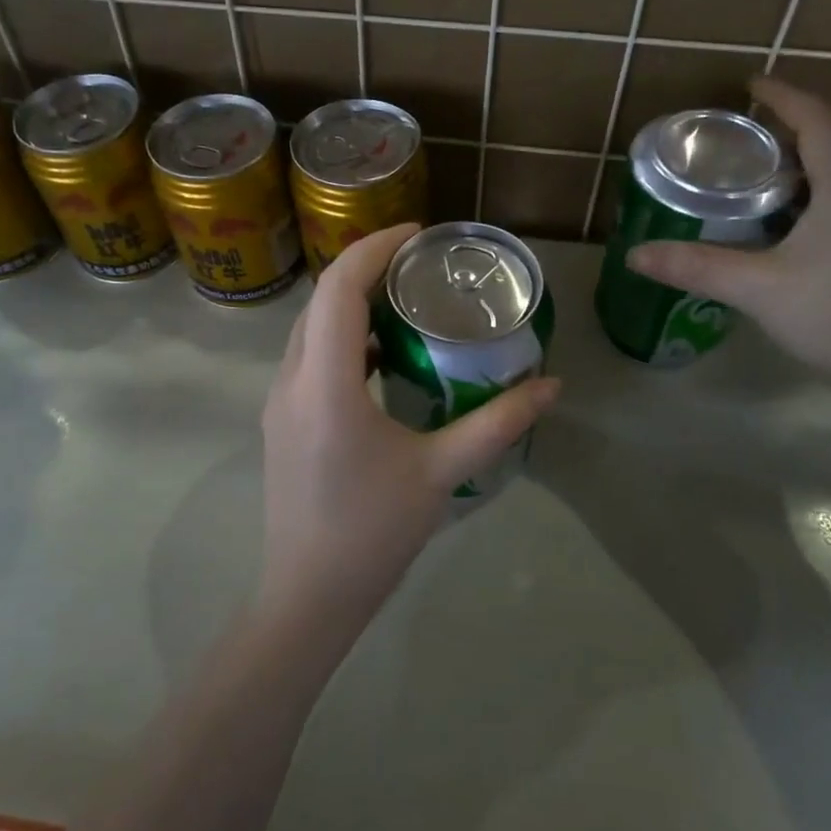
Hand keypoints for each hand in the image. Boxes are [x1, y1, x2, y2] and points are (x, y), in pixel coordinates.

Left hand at [258, 223, 559, 638]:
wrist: (308, 595)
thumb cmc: (373, 533)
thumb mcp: (442, 473)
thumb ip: (497, 423)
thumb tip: (550, 385)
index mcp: (325, 384)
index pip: (340, 288)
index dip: (376, 248)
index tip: (419, 235)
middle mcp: (291, 380)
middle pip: (322, 300)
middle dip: (368, 269)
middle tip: (421, 266)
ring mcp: (279, 401)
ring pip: (311, 328)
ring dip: (352, 304)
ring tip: (405, 301)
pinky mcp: (281, 421)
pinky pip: (308, 358)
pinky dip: (341, 339)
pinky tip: (380, 357)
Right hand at [626, 78, 830, 399]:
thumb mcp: (758, 288)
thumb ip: (696, 267)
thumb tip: (636, 254)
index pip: (817, 122)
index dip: (784, 97)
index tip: (749, 84)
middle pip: (828, 146)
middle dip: (783, 132)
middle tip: (735, 139)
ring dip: (793, 169)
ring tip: (747, 179)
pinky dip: (802, 202)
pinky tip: (774, 230)